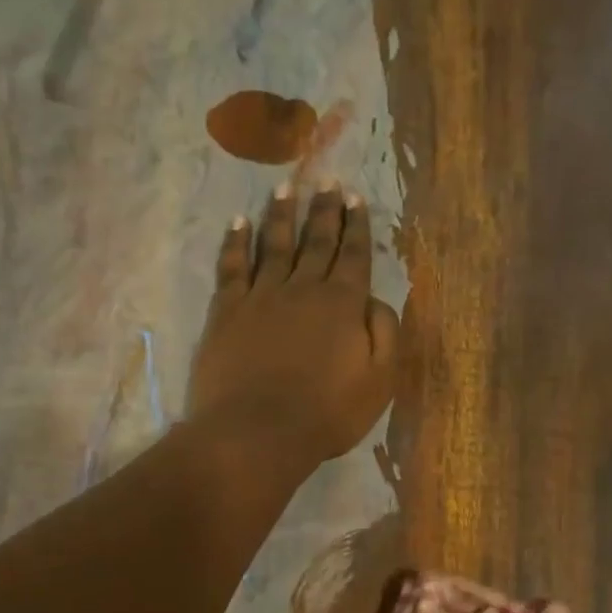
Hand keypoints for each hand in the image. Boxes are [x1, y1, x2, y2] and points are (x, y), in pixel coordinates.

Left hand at [188, 181, 398, 465]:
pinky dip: (235, 242)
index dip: (356, 226)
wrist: (257, 432)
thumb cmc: (326, 413)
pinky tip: (238, 222)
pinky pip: (231, 267)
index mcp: (342, 304)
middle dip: (324, 210)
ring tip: (286, 188)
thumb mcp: (379, 381)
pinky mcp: (227, 311)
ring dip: (281, 215)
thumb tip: (375, 299)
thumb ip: (385, 333)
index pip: (353, 256)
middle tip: (327, 180)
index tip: (355, 198)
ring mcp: (261, 296)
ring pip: (274, 245)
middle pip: (316, 241)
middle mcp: (303, 288)